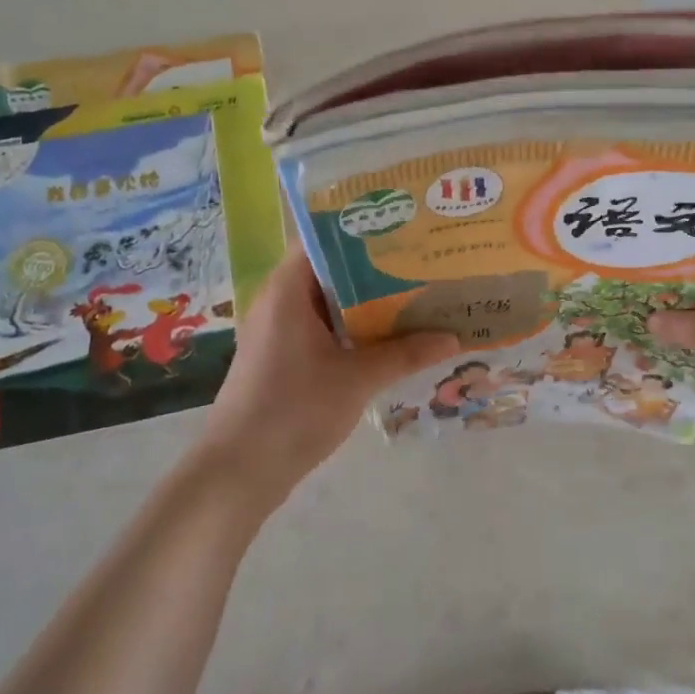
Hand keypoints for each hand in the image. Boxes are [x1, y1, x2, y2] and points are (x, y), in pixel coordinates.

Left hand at [195, 247, 458, 507]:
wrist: (240, 470)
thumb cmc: (295, 410)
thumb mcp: (357, 379)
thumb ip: (405, 353)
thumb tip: (454, 338)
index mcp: (287, 289)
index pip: (322, 237)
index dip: (361, 227)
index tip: (402, 223)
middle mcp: (279, 300)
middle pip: (330, 268)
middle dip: (374, 265)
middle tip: (421, 258)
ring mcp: (279, 330)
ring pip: (329, 301)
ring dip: (367, 300)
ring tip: (416, 291)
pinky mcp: (283, 356)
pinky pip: (323, 327)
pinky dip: (353, 326)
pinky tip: (390, 334)